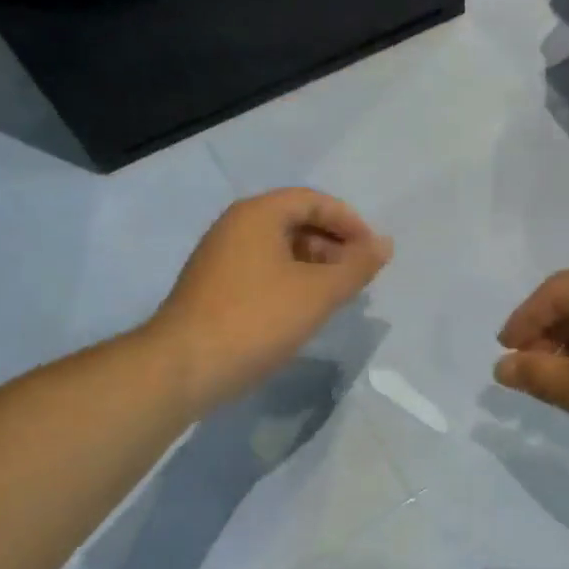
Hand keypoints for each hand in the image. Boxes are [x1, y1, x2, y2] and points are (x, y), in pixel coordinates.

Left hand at [151, 189, 391, 411]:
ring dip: (312, 265)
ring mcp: (219, 257)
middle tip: (356, 276)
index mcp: (257, 214)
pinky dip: (289, 281)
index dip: (349, 222)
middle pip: (294, 221)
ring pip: (278, 249)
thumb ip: (356, 266)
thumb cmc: (256, 320)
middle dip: (332, 244)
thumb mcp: (317, 293)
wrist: (183, 368)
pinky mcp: (212, 287)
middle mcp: (234, 226)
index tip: (372, 252)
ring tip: (334, 296)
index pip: (313, 200)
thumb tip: (385, 244)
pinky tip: (301, 311)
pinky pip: (262, 270)